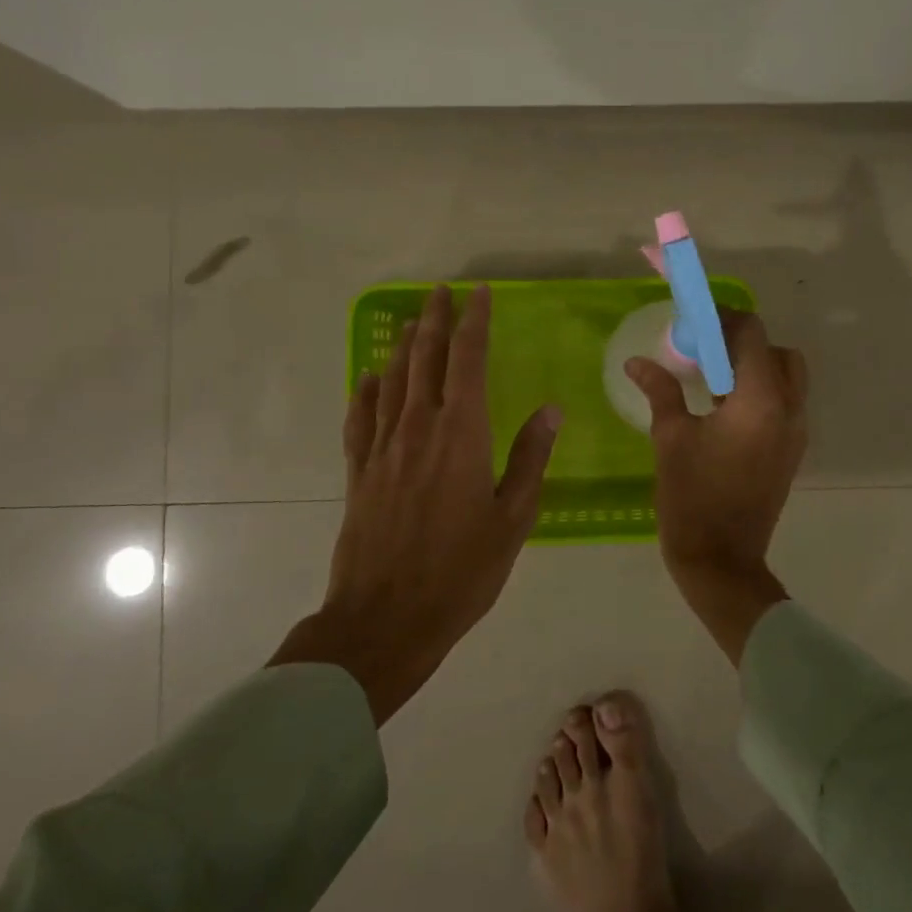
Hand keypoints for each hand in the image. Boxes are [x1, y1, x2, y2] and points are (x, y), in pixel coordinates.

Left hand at [271, 284, 561, 722]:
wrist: (385, 619)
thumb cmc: (461, 571)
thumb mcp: (513, 519)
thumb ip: (530, 459)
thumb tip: (552, 410)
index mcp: (461, 434)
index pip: (467, 360)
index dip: (474, 322)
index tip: (479, 294)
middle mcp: (419, 428)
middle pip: (425, 359)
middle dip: (435, 320)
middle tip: (441, 291)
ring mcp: (382, 449)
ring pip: (393, 381)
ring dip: (404, 346)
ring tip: (412, 320)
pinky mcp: (359, 473)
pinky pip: (361, 419)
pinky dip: (366, 392)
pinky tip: (369, 377)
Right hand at [625, 309, 806, 664]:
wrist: (722, 561)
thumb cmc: (692, 497)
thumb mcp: (671, 438)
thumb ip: (660, 390)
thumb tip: (637, 362)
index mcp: (760, 400)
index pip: (753, 334)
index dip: (724, 320)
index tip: (695, 323)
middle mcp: (789, 409)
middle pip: (778, 352)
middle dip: (744, 343)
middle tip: (706, 352)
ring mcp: (796, 432)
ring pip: (788, 378)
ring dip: (755, 367)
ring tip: (713, 380)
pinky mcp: (792, 451)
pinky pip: (785, 403)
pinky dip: (762, 392)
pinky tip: (724, 409)